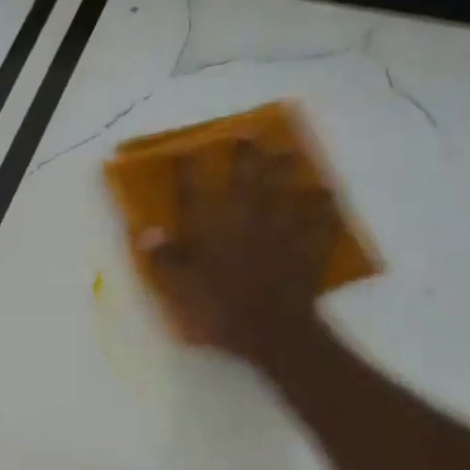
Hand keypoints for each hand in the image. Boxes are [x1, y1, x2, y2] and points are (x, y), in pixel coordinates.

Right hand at [138, 142, 338, 372]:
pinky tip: (325, 195)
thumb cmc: (218, 314)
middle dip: (247, 157)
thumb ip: (164, 260)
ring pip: (286, 193)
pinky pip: (320, 222)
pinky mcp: (307, 250)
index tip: (184, 152)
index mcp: (212, 232)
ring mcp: (282, 233)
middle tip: (250, 136)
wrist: (272, 332)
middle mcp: (247, 222)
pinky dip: (323, 207)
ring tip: (290, 153)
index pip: (195, 194)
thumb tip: (145, 231)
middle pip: (248, 181)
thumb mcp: (178, 291)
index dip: (188, 172)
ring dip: (288, 172)